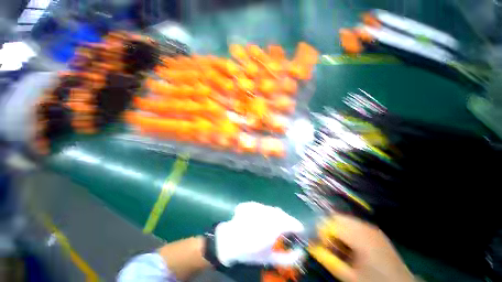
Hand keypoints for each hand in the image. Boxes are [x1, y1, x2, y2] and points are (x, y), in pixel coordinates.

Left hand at [215, 202, 304, 266]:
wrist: (228, 241)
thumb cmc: (249, 251)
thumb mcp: (269, 258)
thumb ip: (288, 258)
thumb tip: (301, 253)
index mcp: (274, 227)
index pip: (292, 223)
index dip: (298, 228)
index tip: (300, 232)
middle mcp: (268, 213)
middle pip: (283, 215)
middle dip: (287, 222)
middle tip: (287, 231)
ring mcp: (259, 206)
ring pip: (274, 210)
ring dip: (277, 217)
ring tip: (274, 226)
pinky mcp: (252, 204)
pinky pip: (264, 208)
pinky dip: (267, 213)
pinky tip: (262, 221)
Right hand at [309, 215, 414, 281]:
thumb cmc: (373, 281)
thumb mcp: (349, 275)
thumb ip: (328, 260)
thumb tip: (311, 246)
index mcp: (359, 237)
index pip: (330, 224)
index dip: (321, 233)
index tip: (320, 244)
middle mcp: (364, 227)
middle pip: (336, 217)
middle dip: (328, 228)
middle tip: (329, 244)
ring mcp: (370, 227)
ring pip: (344, 219)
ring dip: (337, 229)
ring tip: (340, 246)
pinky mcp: (374, 230)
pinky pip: (353, 224)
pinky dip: (346, 230)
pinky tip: (350, 244)